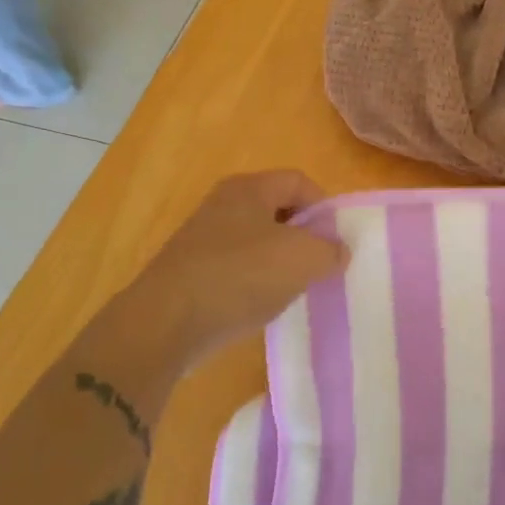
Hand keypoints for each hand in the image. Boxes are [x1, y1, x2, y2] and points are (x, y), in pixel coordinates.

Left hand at [110, 171, 348, 372]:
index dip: (324, 207)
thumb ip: (330, 250)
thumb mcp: (302, 259)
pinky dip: (254, 282)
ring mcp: (203, 238)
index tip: (336, 241)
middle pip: (278, 210)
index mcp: (249, 188)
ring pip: (257, 241)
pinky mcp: (191, 270)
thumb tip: (338, 250)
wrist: (165, 323)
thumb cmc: (240, 276)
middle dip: (304, 236)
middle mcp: (223, 204)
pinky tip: (259, 304)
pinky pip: (236, 267)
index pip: (299, 181)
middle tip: (319, 264)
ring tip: (292, 288)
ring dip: (280, 262)